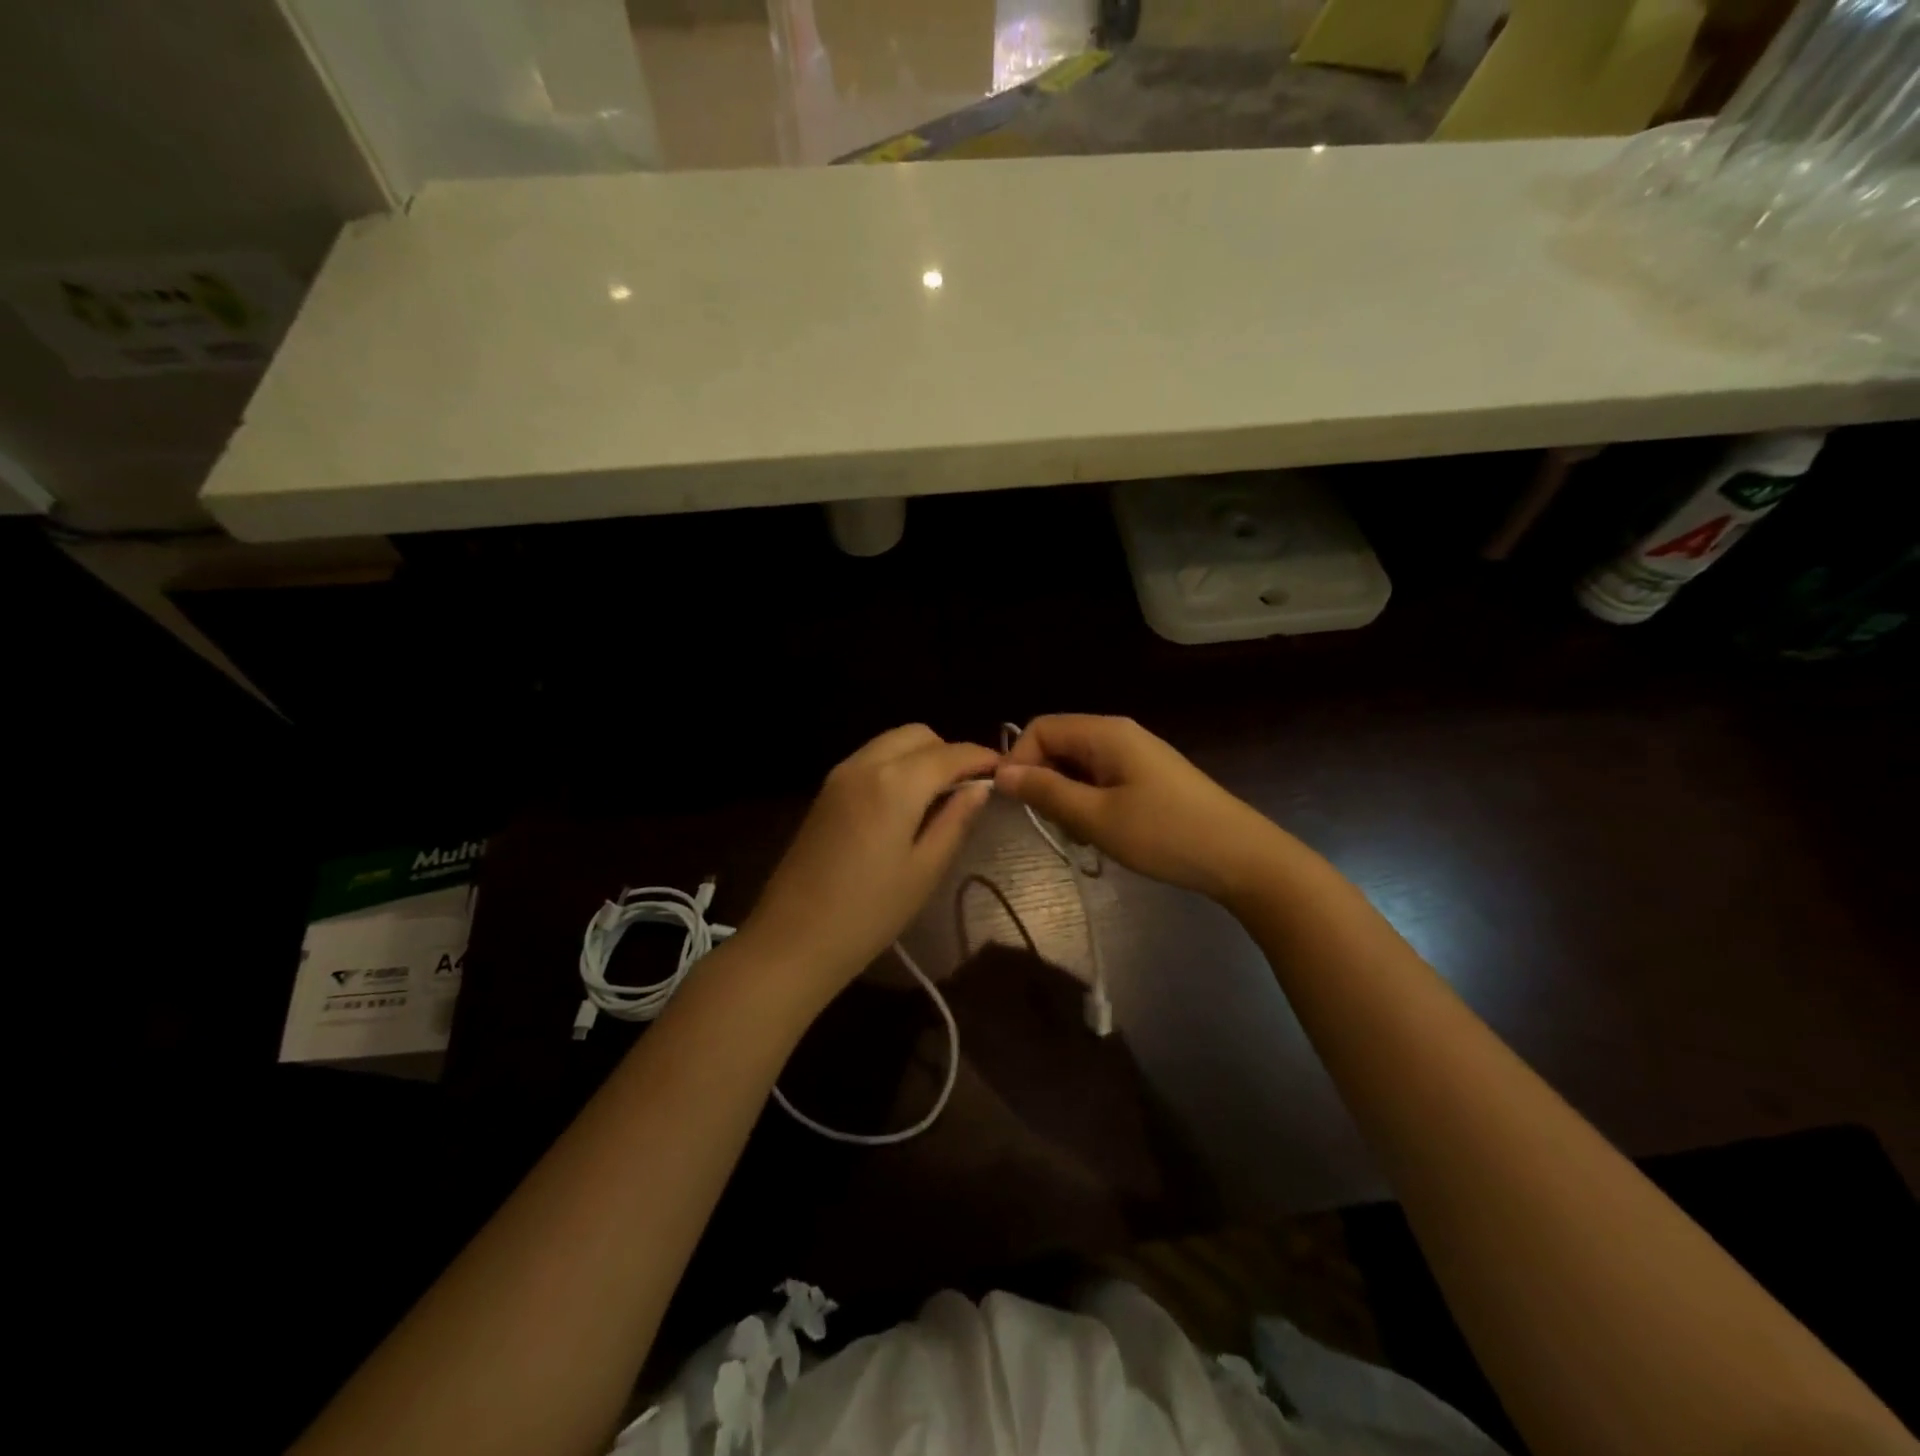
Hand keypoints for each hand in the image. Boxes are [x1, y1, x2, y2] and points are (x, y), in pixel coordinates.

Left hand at [740, 725, 997, 997]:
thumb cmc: (869, 912)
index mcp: (895, 782)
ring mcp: (840, 774)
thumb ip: (956, 819)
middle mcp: (866, 763)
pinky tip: (905, 804)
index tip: (1004, 772)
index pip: (951, 753)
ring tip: (939, 797)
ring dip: (922, 756)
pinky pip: (871, 759)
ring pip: (892, 742)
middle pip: (918, 735)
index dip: (981, 758)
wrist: (793, 938)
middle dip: (949, 752)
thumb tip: (981, 787)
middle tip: (968, 789)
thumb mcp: (926, 869)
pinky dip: (896, 766)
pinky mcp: (826, 790)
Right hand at [996, 715, 1284, 901]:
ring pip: (1078, 767)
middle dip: (1045, 783)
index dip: (1019, 761)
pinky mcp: (1147, 777)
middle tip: (1058, 825)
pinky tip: (1106, 833)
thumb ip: (1045, 792)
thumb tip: (1000, 773)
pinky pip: (1101, 781)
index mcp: (1105, 733)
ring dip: (1068, 799)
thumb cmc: (1164, 834)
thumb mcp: (1096, 817)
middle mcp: (1118, 734)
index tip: (1015, 803)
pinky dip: (1091, 804)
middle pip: (1058, 746)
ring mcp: (1135, 755)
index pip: (1040, 728)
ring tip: (1086, 834)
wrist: (1240, 857)